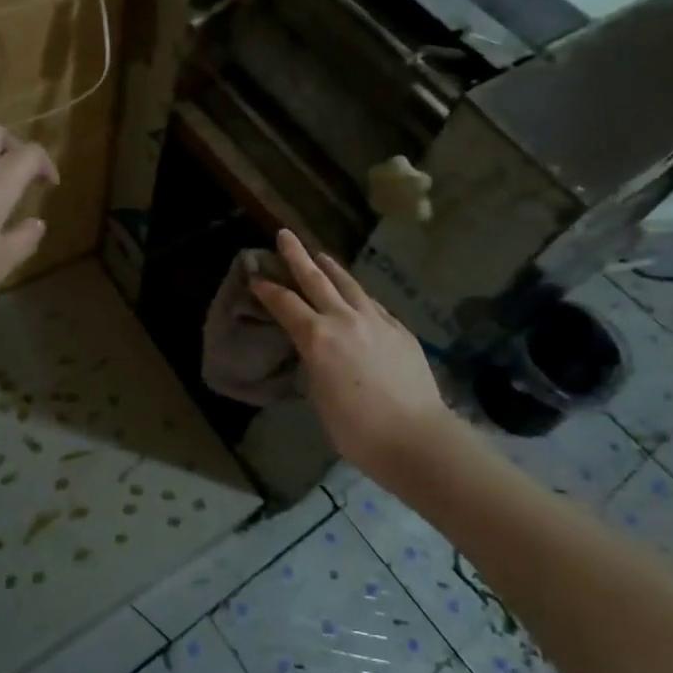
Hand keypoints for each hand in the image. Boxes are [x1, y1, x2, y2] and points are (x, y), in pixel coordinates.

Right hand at [251, 229, 452, 479]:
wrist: (416, 437)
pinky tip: (358, 296)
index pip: (285, 304)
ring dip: (332, 269)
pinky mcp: (399, 330)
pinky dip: (358, 295)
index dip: (268, 289)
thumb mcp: (320, 396)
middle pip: (316, 279)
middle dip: (297, 256)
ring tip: (322, 256)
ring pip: (349, 285)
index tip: (256, 276)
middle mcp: (344, 319)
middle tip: (285, 234)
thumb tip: (317, 350)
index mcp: (318, 338)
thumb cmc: (357, 430)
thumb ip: (315, 363)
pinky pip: (373, 304)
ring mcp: (376, 321)